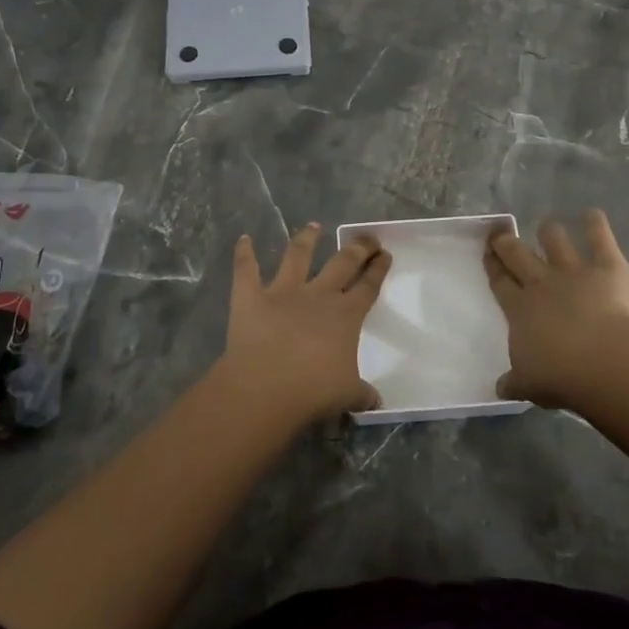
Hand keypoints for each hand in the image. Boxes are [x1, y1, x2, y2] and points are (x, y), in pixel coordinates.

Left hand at [218, 224, 390, 427]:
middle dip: (357, 248)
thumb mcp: (347, 395)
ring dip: (306, 239)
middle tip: (366, 238)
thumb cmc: (313, 391)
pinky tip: (243, 239)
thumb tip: (376, 401)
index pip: (368, 286)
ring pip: (297, 256)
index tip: (385, 254)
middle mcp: (318, 295)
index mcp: (345, 315)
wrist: (266, 387)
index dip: (378, 269)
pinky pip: (246, 269)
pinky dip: (244, 253)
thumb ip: (362, 393)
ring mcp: (283, 291)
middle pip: (342, 263)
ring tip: (313, 226)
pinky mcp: (250, 296)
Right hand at [484, 209, 628, 408]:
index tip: (487, 253)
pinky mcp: (606, 268)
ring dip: (550, 233)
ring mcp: (573, 272)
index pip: (501, 283)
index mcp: (519, 310)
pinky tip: (593, 214)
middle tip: (501, 234)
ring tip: (548, 228)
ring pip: (555, 241)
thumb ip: (514, 382)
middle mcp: (541, 284)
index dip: (493, 267)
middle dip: (507, 242)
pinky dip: (596, 224)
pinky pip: (600, 240)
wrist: (601, 362)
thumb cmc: (559, 376)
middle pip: (518, 255)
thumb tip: (500, 388)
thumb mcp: (529, 384)